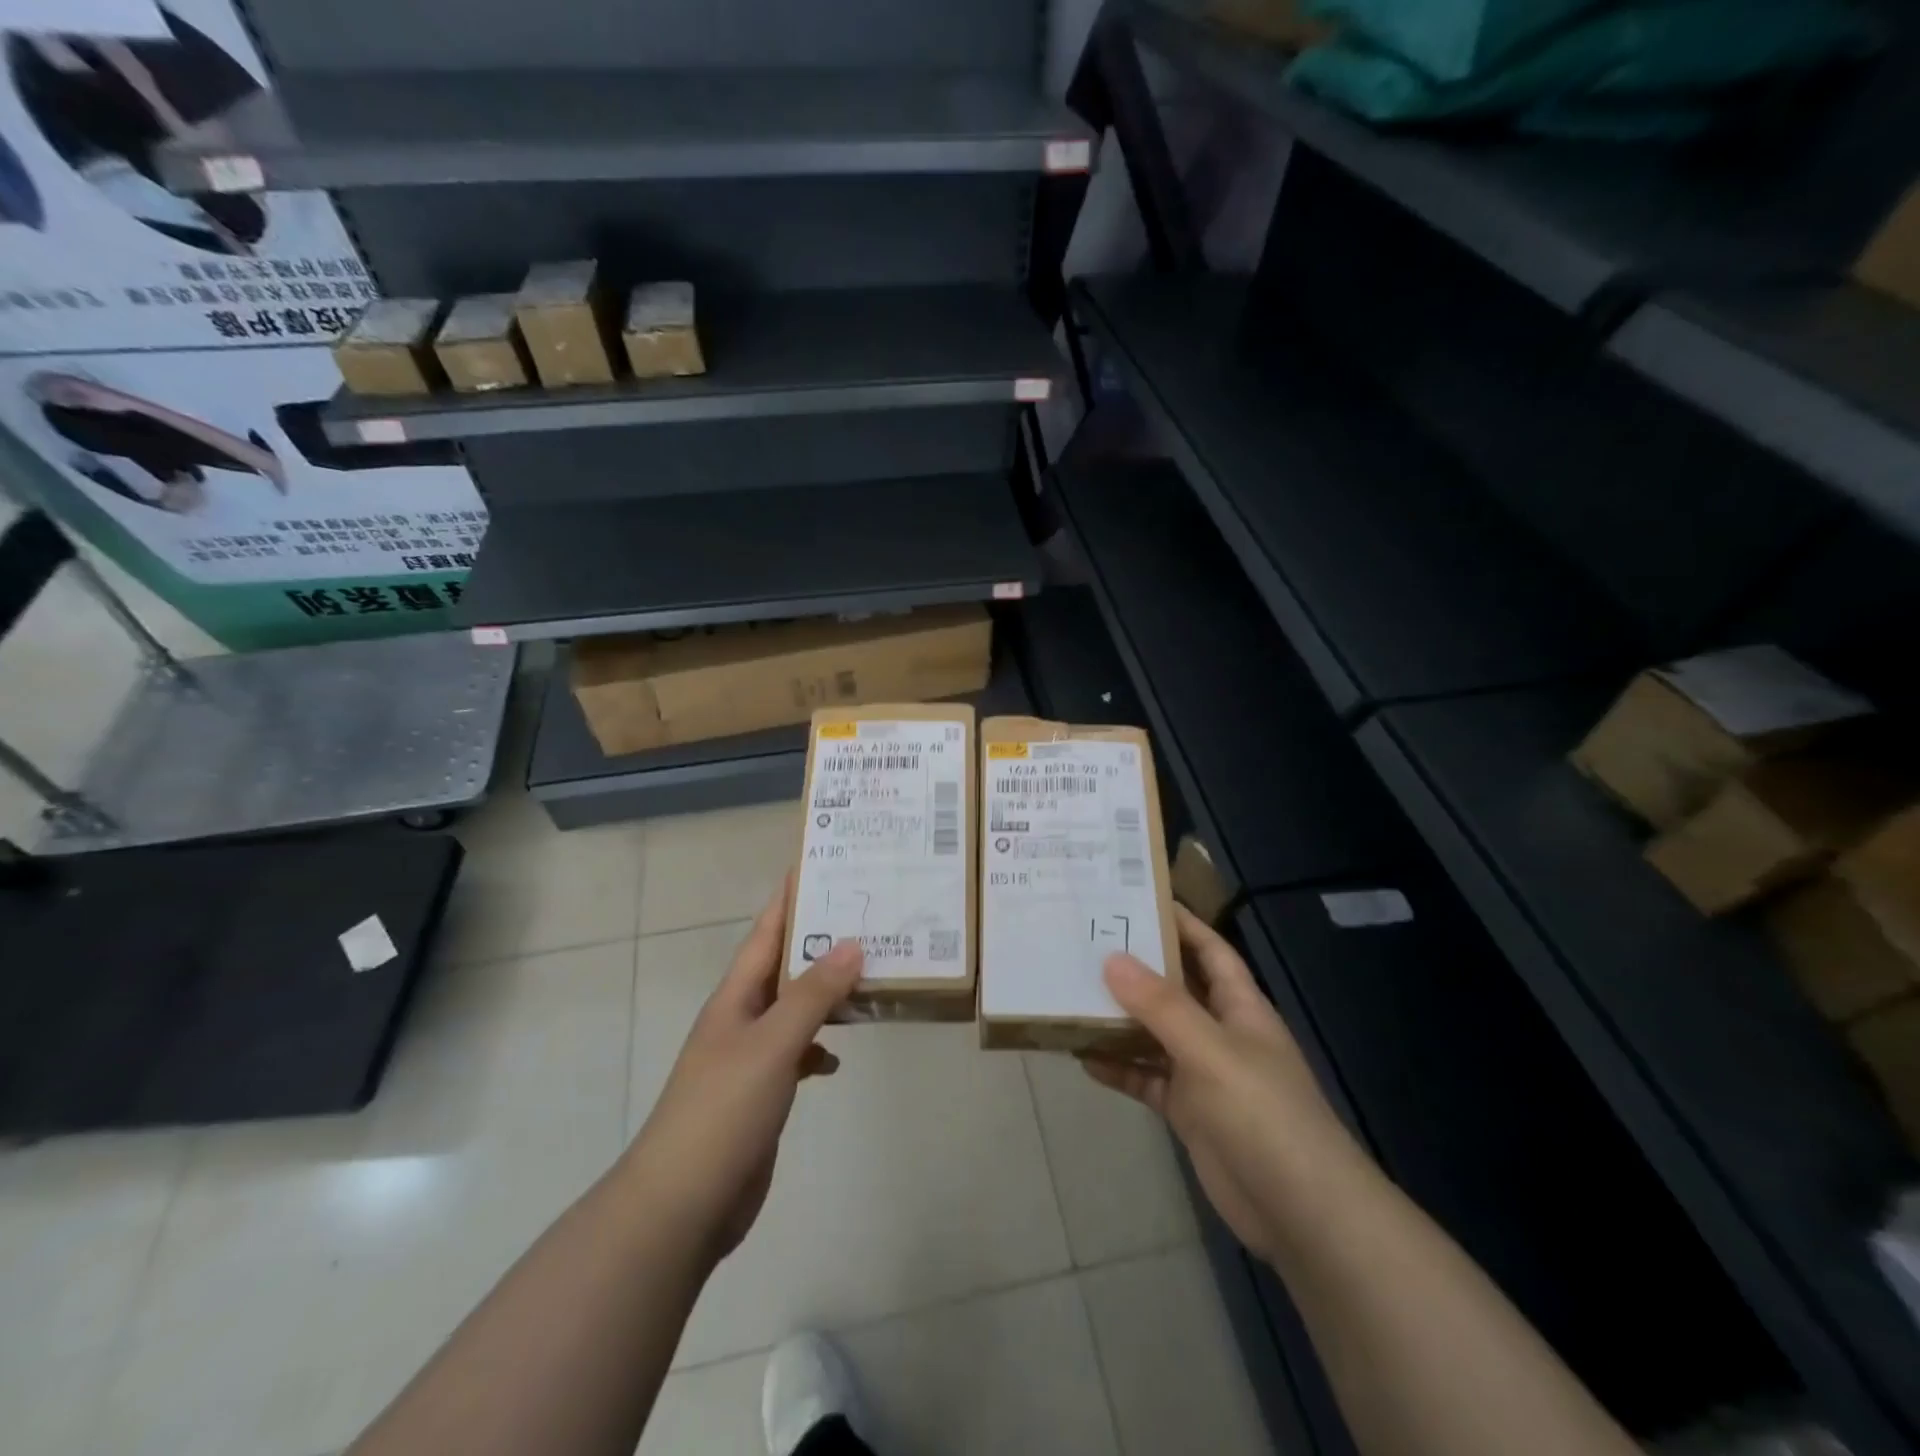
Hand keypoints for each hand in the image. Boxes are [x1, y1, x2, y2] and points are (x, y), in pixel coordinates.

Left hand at [624, 877, 863, 1268]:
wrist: (682, 1204)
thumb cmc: (722, 1111)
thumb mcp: (771, 1045)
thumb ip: (813, 995)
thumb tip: (851, 943)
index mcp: (737, 996)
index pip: (767, 931)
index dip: (791, 897)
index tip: (822, 864)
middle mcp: (743, 1017)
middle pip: (786, 965)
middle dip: (822, 940)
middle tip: (868, 915)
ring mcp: (751, 1057)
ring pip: (797, 1008)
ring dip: (828, 992)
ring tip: (872, 972)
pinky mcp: (762, 1092)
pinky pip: (799, 1052)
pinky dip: (821, 1046)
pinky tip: (840, 1055)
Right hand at [1083, 904, 1358, 1264]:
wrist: (1301, 1213)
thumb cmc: (1263, 1114)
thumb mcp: (1210, 1050)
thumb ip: (1160, 1006)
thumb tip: (1112, 958)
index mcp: (1240, 1007)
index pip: (1209, 950)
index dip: (1180, 922)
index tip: (1136, 898)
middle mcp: (1222, 1032)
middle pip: (1175, 989)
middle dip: (1137, 968)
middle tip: (1085, 942)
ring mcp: (1205, 1074)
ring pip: (1155, 1034)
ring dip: (1120, 1019)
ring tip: (1072, 993)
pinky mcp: (1189, 1112)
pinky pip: (1147, 1079)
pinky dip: (1120, 1068)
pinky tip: (1083, 1057)